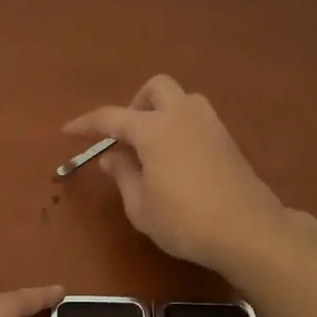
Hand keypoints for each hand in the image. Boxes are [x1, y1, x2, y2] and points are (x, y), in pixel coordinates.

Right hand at [64, 75, 287, 273]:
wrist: (248, 230)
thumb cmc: (184, 221)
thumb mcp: (140, 206)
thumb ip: (122, 175)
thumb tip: (110, 156)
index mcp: (153, 129)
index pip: (110, 117)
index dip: (86, 123)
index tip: (68, 131)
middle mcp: (181, 116)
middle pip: (156, 87)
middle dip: (136, 103)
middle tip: (127, 135)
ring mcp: (210, 124)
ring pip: (183, 98)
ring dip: (163, 111)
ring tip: (154, 145)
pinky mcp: (228, 140)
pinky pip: (198, 118)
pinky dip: (182, 126)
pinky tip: (178, 158)